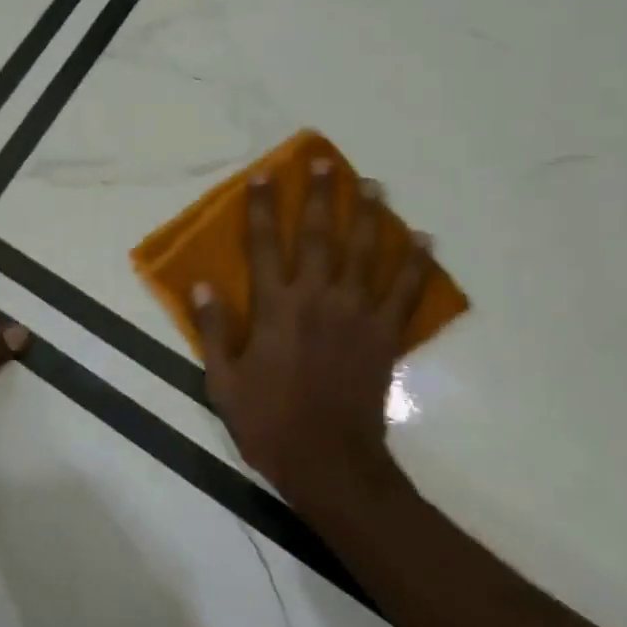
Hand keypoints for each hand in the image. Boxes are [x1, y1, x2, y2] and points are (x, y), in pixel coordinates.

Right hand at [193, 161, 434, 508]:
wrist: (330, 464)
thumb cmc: (269, 423)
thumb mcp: (223, 382)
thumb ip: (213, 329)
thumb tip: (201, 283)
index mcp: (275, 308)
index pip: (265, 244)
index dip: (263, 207)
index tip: (264, 175)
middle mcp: (316, 299)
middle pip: (320, 236)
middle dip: (321, 195)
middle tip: (325, 161)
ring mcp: (356, 315)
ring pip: (364, 253)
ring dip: (369, 215)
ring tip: (373, 184)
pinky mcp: (384, 335)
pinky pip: (404, 293)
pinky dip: (416, 264)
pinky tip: (424, 239)